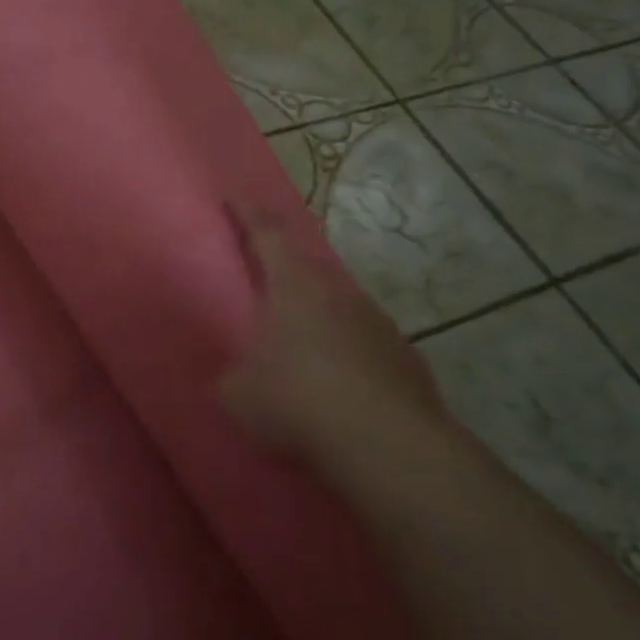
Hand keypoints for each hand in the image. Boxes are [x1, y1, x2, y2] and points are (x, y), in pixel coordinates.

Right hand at [220, 203, 445, 467]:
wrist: (385, 443)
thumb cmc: (297, 401)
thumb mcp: (239, 393)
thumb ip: (234, 376)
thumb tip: (240, 378)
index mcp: (294, 286)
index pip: (268, 234)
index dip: (248, 213)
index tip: (234, 195)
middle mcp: (338, 292)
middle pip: (307, 269)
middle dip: (285, 274)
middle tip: (266, 287)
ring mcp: (378, 322)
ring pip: (339, 307)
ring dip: (319, 319)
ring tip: (302, 349)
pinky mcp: (405, 357)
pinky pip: (366, 344)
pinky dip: (349, 355)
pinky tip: (341, 387)